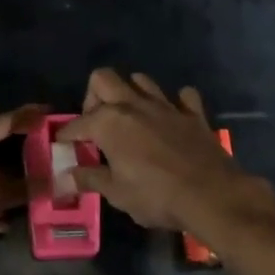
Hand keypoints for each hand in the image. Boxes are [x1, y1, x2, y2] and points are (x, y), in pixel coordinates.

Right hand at [60, 70, 258, 233]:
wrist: (212, 196)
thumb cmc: (156, 196)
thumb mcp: (117, 193)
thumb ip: (90, 179)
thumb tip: (64, 177)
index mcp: (109, 122)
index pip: (77, 123)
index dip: (66, 134)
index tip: (62, 143)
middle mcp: (133, 105)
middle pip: (103, 78)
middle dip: (94, 96)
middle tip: (96, 123)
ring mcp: (165, 105)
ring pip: (140, 80)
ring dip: (131, 93)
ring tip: (130, 117)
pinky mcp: (192, 114)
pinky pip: (183, 96)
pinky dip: (176, 103)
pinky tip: (172, 118)